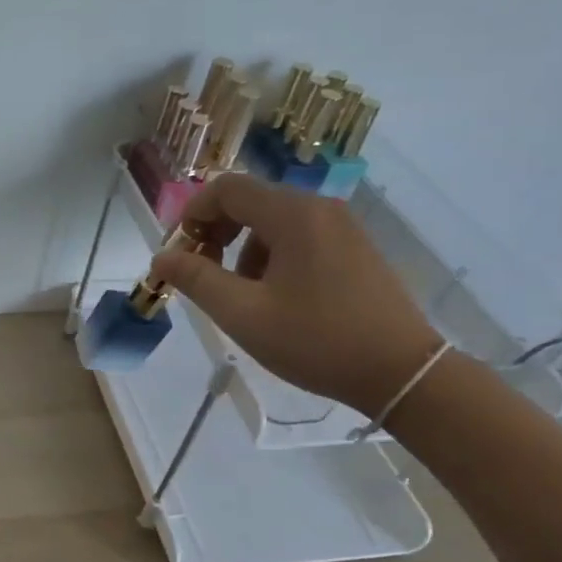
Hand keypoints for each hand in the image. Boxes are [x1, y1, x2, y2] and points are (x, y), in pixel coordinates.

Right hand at [150, 172, 442, 416]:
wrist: (400, 372)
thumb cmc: (315, 340)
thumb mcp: (242, 314)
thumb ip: (196, 280)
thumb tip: (161, 257)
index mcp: (292, 215)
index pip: (226, 189)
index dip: (191, 215)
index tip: (178, 256)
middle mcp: (319, 208)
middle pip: (249, 201)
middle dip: (215, 233)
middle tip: (202, 276)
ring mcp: (341, 227)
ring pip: (272, 222)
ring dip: (242, 250)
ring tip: (241, 297)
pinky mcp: (353, 248)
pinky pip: (298, 237)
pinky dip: (271, 257)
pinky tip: (275, 299)